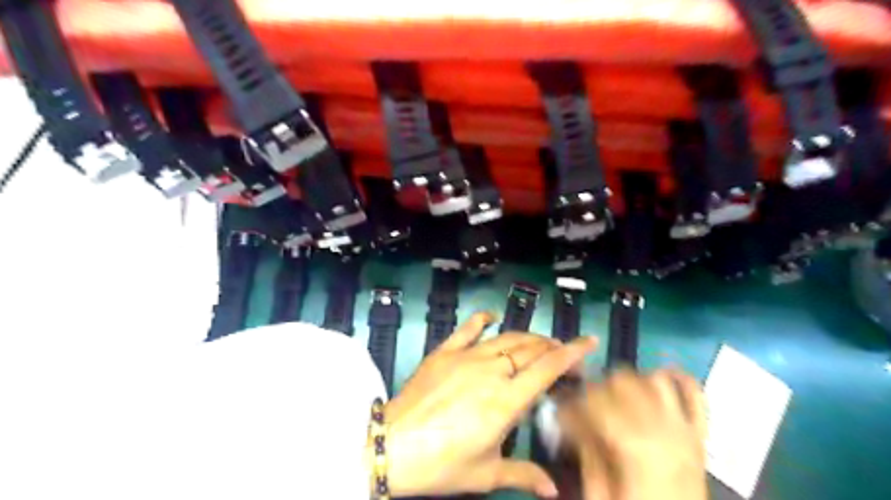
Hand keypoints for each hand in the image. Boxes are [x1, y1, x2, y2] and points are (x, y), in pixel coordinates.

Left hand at [376, 311, 597, 497]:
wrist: (392, 445)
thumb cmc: (441, 463)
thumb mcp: (485, 473)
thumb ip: (523, 474)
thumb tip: (552, 489)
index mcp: (506, 401)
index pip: (547, 369)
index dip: (571, 353)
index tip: (588, 342)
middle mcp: (491, 372)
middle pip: (530, 349)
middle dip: (551, 347)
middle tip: (561, 353)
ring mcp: (466, 357)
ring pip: (505, 338)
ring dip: (526, 337)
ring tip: (538, 342)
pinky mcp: (444, 352)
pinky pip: (467, 329)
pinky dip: (482, 319)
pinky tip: (491, 316)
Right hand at [556, 368, 710, 499]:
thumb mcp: (601, 496)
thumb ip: (587, 455)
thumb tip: (571, 423)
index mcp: (637, 449)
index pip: (596, 403)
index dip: (572, 403)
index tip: (559, 412)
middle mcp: (664, 430)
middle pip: (624, 382)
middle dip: (597, 387)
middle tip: (582, 405)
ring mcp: (686, 430)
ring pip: (655, 379)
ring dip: (631, 380)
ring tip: (615, 395)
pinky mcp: (700, 434)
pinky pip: (695, 393)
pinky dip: (678, 378)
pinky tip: (658, 378)